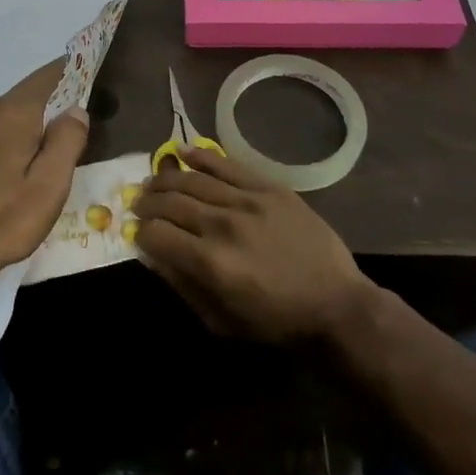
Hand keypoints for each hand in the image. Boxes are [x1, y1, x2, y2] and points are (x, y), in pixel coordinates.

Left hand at [0, 60, 90, 284]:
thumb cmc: (6, 219)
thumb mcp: (51, 185)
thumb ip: (67, 140)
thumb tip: (76, 109)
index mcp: (14, 112)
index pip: (49, 75)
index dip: (73, 71)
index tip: (93, 77)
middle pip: (28, 94)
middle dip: (54, 102)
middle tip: (79, 124)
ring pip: (8, 114)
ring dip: (30, 122)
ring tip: (49, 149)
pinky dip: (8, 138)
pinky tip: (14, 166)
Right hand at [133, 147, 370, 341]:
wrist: (336, 304)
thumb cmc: (275, 322)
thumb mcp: (221, 321)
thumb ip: (183, 285)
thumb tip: (153, 255)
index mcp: (209, 263)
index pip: (156, 234)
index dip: (141, 233)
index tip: (139, 234)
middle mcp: (222, 225)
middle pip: (170, 202)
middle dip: (148, 203)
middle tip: (139, 204)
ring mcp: (247, 201)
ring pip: (193, 179)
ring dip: (166, 178)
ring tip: (154, 181)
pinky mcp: (268, 188)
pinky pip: (227, 164)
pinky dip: (201, 156)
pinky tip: (183, 152)